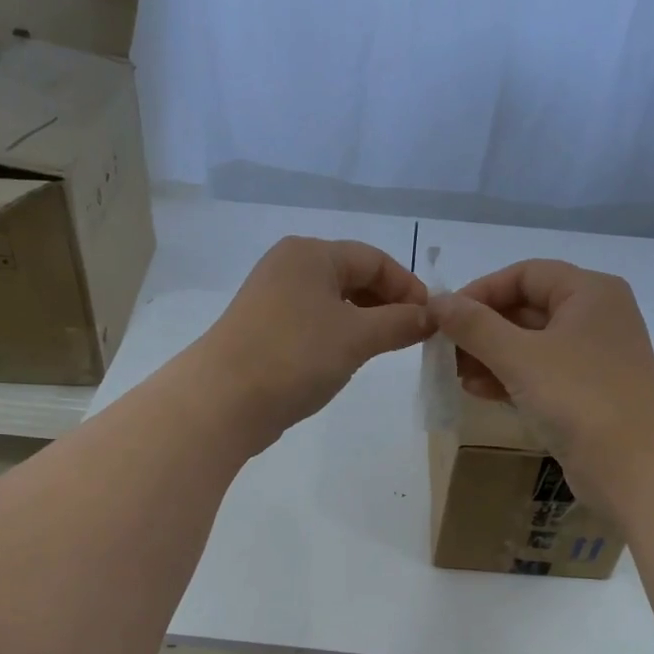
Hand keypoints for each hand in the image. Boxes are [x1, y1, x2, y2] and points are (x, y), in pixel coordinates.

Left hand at [194, 236, 431, 449]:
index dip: (408, 286)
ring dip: (363, 322)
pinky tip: (346, 360)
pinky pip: (312, 325)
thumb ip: (399, 323)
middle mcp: (289, 267)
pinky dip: (337, 337)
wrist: (223, 400)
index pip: (374, 258)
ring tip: (384, 350)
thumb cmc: (295, 356)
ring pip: (332, 303)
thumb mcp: (357, 337)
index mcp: (311, 253)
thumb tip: (430, 317)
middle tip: (411, 337)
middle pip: (352, 277)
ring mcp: (271, 300)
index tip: (431, 320)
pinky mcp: (263, 331)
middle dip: (386, 304)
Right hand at [427, 259, 653, 508]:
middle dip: (482, 329)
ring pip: (530, 345)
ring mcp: (593, 357)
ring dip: (490, 356)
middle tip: (444, 351)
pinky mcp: (587, 393)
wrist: (634, 467)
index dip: (481, 291)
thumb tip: (436, 301)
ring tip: (455, 375)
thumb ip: (474, 326)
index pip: (525, 274)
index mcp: (589, 292)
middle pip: (527, 308)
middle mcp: (595, 317)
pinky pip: (540, 374)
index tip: (444, 318)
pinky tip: (478, 392)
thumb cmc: (578, 398)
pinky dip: (509, 378)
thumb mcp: (519, 357)